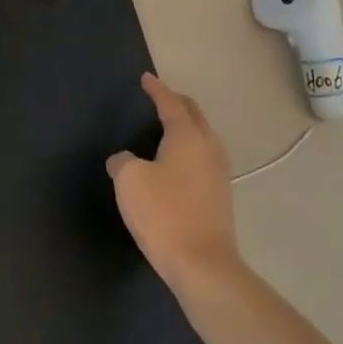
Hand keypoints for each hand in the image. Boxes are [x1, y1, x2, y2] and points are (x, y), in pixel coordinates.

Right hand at [107, 73, 240, 295]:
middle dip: (176, 102)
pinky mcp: (220, 195)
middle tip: (158, 98)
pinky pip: (203, 158)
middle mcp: (209, 148)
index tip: (146, 78)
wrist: (203, 265)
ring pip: (202, 137)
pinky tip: (175, 162)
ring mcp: (219, 172)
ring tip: (166, 127)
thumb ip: (122, 161)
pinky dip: (189, 149)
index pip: (170, 103)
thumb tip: (124, 160)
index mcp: (188, 136)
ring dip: (186, 126)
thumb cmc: (163, 213)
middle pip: (194, 115)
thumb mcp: (129, 181)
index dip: (156, 89)